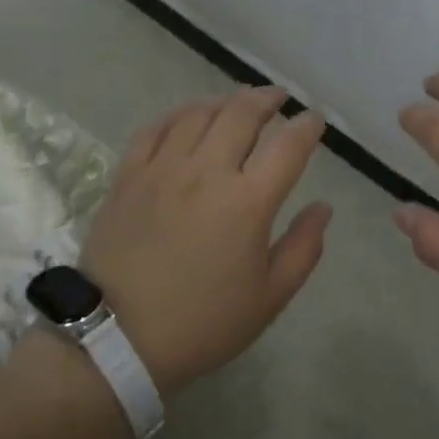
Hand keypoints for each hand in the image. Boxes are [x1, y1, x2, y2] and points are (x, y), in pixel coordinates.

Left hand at [79, 86, 330, 396]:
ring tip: (237, 103)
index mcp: (248, 201)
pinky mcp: (129, 175)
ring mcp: (163, 168)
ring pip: (199, 113)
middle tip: (278, 98)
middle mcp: (207, 171)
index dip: (307, 126)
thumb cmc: (202, 323)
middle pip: (243, 114)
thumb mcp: (269, 298)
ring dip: (225, 101)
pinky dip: (178, 114)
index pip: (288, 145)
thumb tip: (323, 207)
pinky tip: (187, 117)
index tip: (314, 120)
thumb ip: (303, 248)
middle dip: (267, 98)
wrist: (115, 340)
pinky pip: (156, 128)